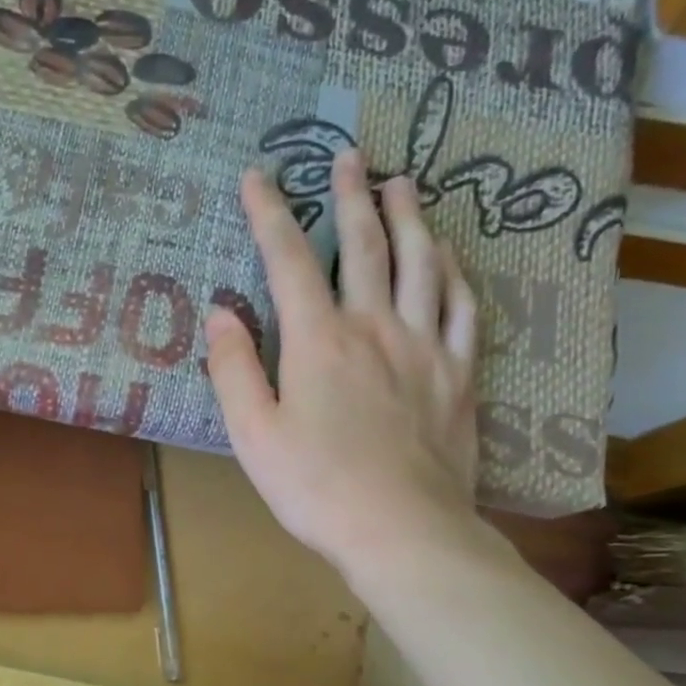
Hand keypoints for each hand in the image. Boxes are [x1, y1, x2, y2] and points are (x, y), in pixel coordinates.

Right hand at [207, 153, 481, 584]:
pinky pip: (464, 307)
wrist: (401, 529)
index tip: (257, 176)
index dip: (269, 214)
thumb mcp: (253, 435)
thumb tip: (221, 313)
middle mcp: (375, 327)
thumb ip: (234, 370)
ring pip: (422, 263)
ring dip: (410, 217)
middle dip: (350, 196)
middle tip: (348, 156)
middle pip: (365, 245)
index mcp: (319, 341)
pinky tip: (450, 257)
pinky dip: (455, 273)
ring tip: (403, 183)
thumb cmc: (314, 487)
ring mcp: (425, 347)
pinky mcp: (460, 374)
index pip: (289, 261)